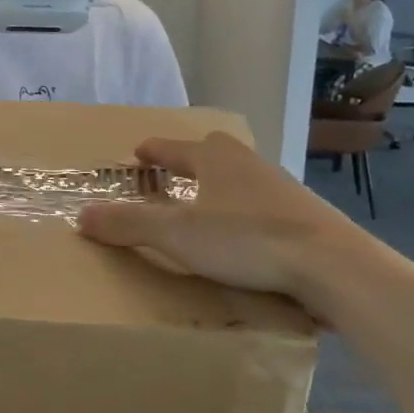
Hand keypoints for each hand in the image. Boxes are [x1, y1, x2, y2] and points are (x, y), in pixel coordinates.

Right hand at [77, 133, 376, 311]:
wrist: (332, 264)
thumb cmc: (247, 239)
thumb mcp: (177, 234)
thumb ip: (129, 223)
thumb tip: (81, 215)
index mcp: (216, 160)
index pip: (175, 148)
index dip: (154, 150)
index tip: (139, 152)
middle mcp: (249, 165)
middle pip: (214, 152)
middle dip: (190, 159)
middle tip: (171, 173)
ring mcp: (281, 188)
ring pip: (241, 177)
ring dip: (219, 185)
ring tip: (204, 205)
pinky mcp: (304, 216)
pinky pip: (262, 204)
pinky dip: (243, 211)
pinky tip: (243, 236)